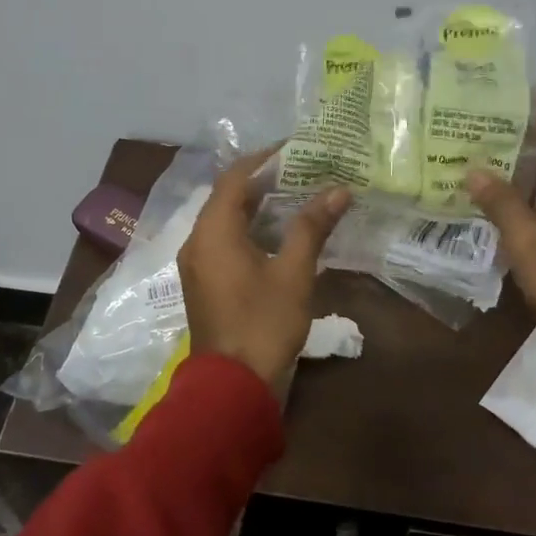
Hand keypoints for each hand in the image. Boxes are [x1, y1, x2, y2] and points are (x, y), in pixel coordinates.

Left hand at [177, 153, 351, 391]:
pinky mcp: (203, 283)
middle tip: (301, 170)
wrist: (232, 386)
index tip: (294, 149)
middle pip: (227, 197)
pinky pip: (223, 242)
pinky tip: (278, 233)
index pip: (235, 177)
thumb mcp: (294, 273)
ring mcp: (197, 264)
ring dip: (256, 206)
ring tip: (295, 195)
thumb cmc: (264, 324)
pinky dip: (248, 229)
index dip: (263, 158)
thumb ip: (311, 227)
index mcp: (213, 231)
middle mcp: (197, 241)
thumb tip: (338, 190)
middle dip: (263, 181)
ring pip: (225, 221)